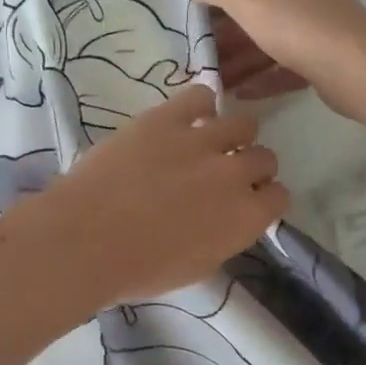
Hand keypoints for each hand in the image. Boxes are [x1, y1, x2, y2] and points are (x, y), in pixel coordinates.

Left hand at [20, 84, 287, 306]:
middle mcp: (234, 174)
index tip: (244, 200)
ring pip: (242, 124)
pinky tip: (186, 118)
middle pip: (264, 157)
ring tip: (207, 143)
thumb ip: (223, 236)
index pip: (279, 196)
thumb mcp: (197, 266)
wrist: (85, 239)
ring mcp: (201, 140)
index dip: (262, 197)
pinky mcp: (166, 118)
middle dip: (249, 166)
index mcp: (245, 218)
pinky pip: (200, 96)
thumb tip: (226, 218)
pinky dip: (200, 105)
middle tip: (222, 174)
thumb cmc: (138, 269)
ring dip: (231, 135)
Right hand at [179, 0, 365, 119]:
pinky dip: (263, 78)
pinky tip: (240, 94)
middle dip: (226, 37)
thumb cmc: (296, 22)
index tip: (193, 26)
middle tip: (197, 60)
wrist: (356, 67)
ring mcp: (319, 26)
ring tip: (213, 82)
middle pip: (256, 13)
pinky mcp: (326, 59)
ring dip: (241, 61)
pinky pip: (286, 67)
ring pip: (270, 42)